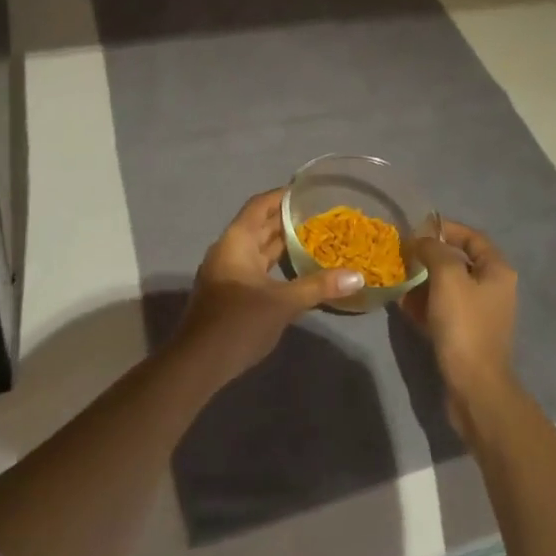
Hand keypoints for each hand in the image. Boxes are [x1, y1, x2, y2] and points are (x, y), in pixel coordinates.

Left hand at [173, 188, 365, 386]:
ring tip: (316, 238)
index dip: (283, 196)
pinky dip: (276, 264)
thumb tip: (358, 276)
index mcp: (237, 240)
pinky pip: (256, 267)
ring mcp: (227, 272)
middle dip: (288, 220)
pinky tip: (298, 271)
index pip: (261, 205)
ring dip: (282, 243)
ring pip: (258, 248)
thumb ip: (319, 286)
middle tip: (321, 215)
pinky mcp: (230, 293)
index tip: (309, 192)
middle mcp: (229, 249)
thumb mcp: (283, 303)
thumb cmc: (239, 322)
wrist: (198, 364)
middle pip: (259, 225)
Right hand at [401, 221, 518, 430]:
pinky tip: (401, 303)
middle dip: (429, 256)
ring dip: (423, 279)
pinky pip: (442, 308)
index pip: (471, 237)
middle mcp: (492, 288)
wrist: (474, 387)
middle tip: (403, 254)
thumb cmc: (464, 324)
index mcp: (496, 270)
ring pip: (447, 286)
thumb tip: (421, 241)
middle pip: (458, 261)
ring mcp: (479, 313)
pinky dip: (424, 303)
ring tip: (397, 276)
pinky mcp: (465, 334)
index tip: (417, 229)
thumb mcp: (448, 277)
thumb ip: (434, 250)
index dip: (445, 229)